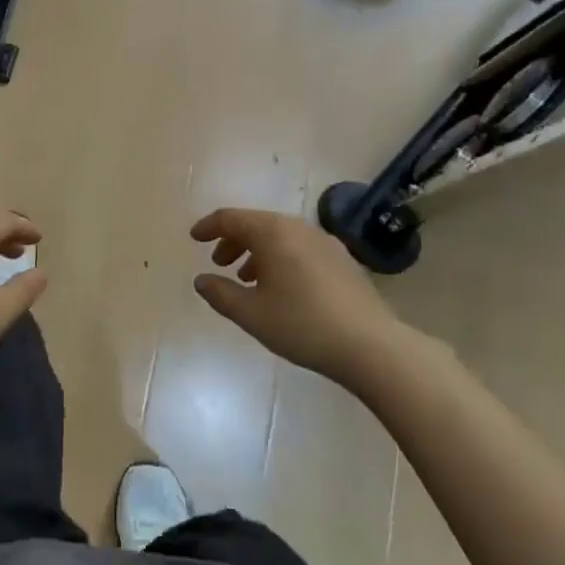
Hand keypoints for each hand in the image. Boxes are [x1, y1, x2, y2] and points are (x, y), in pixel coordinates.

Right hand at [190, 208, 392, 388]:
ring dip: (257, 251)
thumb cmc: (302, 325)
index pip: (231, 218)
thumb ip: (221, 294)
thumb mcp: (252, 314)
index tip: (193, 238)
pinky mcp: (342, 258)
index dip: (208, 226)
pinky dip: (281, 257)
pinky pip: (299, 247)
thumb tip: (202, 280)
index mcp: (272, 232)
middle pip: (256, 224)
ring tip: (247, 279)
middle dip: (233, 240)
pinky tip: (282, 287)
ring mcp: (323, 241)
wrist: (371, 345)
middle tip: (219, 262)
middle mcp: (297, 227)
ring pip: (279, 236)